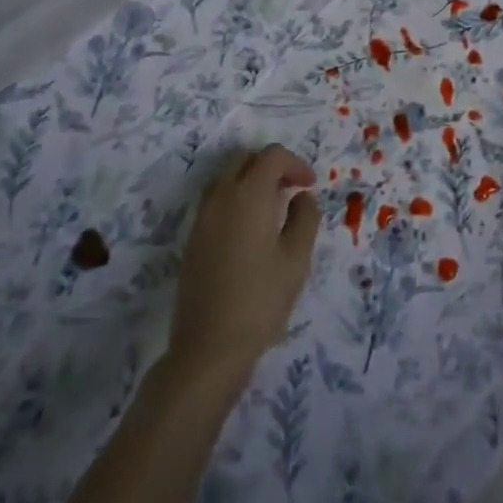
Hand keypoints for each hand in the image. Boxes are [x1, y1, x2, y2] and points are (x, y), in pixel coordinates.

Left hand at [167, 145, 319, 388]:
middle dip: (271, 165)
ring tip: (273, 208)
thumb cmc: (260, 299)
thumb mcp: (296, 258)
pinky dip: (235, 198)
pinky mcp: (193, 238)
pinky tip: (250, 230)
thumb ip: (305, 218)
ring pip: (227, 177)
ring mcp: (202, 217)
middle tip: (291, 189)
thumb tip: (302, 197)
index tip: (309, 187)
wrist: (208, 347)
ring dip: (251, 180)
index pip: (272, 155)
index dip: (295, 164)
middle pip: (245, 158)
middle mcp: (221, 196)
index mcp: (249, 194)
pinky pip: (216, 200)